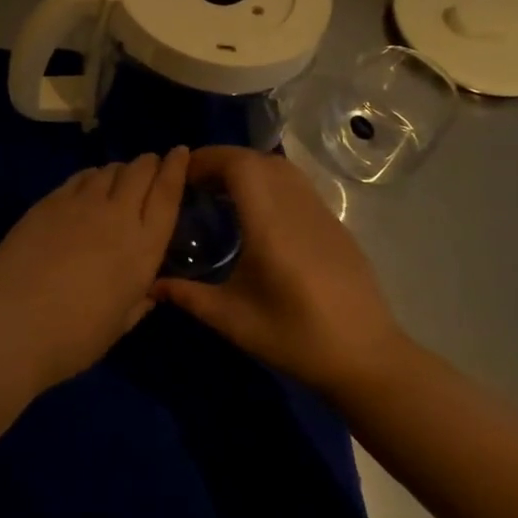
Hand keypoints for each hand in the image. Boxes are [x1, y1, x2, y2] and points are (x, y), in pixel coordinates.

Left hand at [0, 148, 188, 386]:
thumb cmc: (74, 338)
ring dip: (119, 170)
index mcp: (143, 249)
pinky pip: (79, 177)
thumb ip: (138, 301)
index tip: (180, 152)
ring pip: (108, 170)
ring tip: (119, 178)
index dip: (176, 169)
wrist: (13, 324)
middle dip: (149, 163)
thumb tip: (147, 290)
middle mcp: (117, 216)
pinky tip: (88, 185)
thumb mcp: (119, 324)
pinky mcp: (49, 201)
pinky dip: (90, 176)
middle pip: (139, 172)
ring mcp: (80, 204)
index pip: (167, 195)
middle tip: (150, 164)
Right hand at [151, 146, 406, 401]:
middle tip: (195, 182)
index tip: (181, 173)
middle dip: (223, 160)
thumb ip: (189, 296)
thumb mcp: (234, 320)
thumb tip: (150, 284)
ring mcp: (321, 213)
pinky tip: (258, 213)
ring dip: (248, 167)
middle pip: (258, 159)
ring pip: (281, 168)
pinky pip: (297, 185)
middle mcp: (297, 207)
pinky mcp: (335, 225)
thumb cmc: (296, 338)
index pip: (239, 165)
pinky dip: (270, 182)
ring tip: (222, 191)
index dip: (207, 159)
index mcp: (270, 224)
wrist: (367, 359)